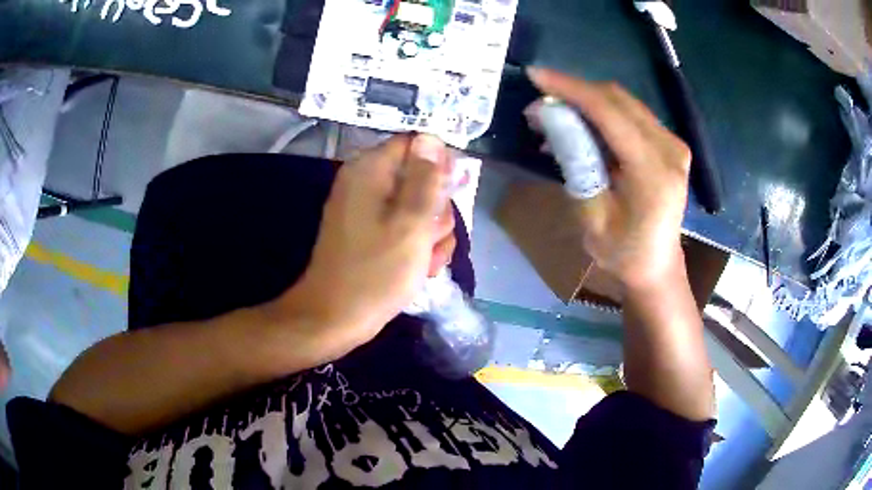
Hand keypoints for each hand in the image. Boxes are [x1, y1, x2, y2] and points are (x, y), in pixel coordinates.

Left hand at [280, 134, 454, 353]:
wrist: (335, 318)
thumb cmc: (374, 272)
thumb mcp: (410, 224)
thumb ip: (426, 179)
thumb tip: (431, 137)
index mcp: (370, 171)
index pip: (414, 145)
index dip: (438, 165)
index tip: (450, 193)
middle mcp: (367, 183)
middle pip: (420, 177)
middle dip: (436, 208)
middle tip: (430, 237)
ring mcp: (369, 210)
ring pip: (418, 207)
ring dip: (431, 233)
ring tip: (425, 261)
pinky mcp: (372, 233)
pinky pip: (405, 227)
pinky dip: (418, 246)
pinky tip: (421, 268)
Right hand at [528, 68, 691, 290]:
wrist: (656, 266)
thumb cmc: (623, 254)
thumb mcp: (591, 216)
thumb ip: (576, 162)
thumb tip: (550, 118)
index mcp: (654, 172)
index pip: (609, 113)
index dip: (570, 89)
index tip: (535, 76)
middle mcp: (670, 149)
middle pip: (617, 99)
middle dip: (575, 91)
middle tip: (539, 99)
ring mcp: (673, 144)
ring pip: (623, 101)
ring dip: (586, 100)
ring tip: (555, 113)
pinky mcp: (669, 144)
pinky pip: (631, 114)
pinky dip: (602, 112)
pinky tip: (581, 124)